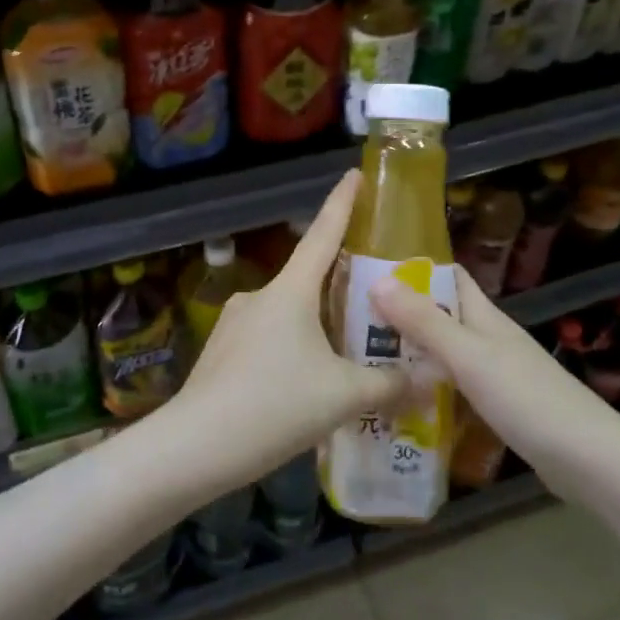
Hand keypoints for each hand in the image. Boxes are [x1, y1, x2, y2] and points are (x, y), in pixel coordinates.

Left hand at [160, 169, 412, 493]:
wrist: (195, 446)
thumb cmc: (275, 405)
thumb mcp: (343, 396)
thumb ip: (388, 386)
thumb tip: (424, 382)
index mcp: (290, 291)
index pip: (322, 234)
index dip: (342, 203)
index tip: (354, 174)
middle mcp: (260, 297)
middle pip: (308, 280)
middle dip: (340, 288)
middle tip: (374, 304)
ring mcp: (236, 324)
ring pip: (289, 318)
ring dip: (317, 331)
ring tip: (348, 361)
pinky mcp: (222, 353)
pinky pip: (268, 343)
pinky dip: (293, 354)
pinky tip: (306, 389)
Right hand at [370, 268, 619, 500]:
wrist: (592, 463)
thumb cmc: (529, 400)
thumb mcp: (469, 357)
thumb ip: (425, 322)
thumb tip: (377, 279)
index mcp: (484, 317)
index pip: (447, 276)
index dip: (412, 267)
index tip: (367, 268)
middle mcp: (488, 338)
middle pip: (440, 314)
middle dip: (400, 313)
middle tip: (349, 319)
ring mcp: (494, 373)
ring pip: (443, 351)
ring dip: (410, 351)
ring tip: (362, 358)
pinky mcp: (497, 406)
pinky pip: (452, 385)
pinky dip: (427, 386)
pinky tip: (401, 401)